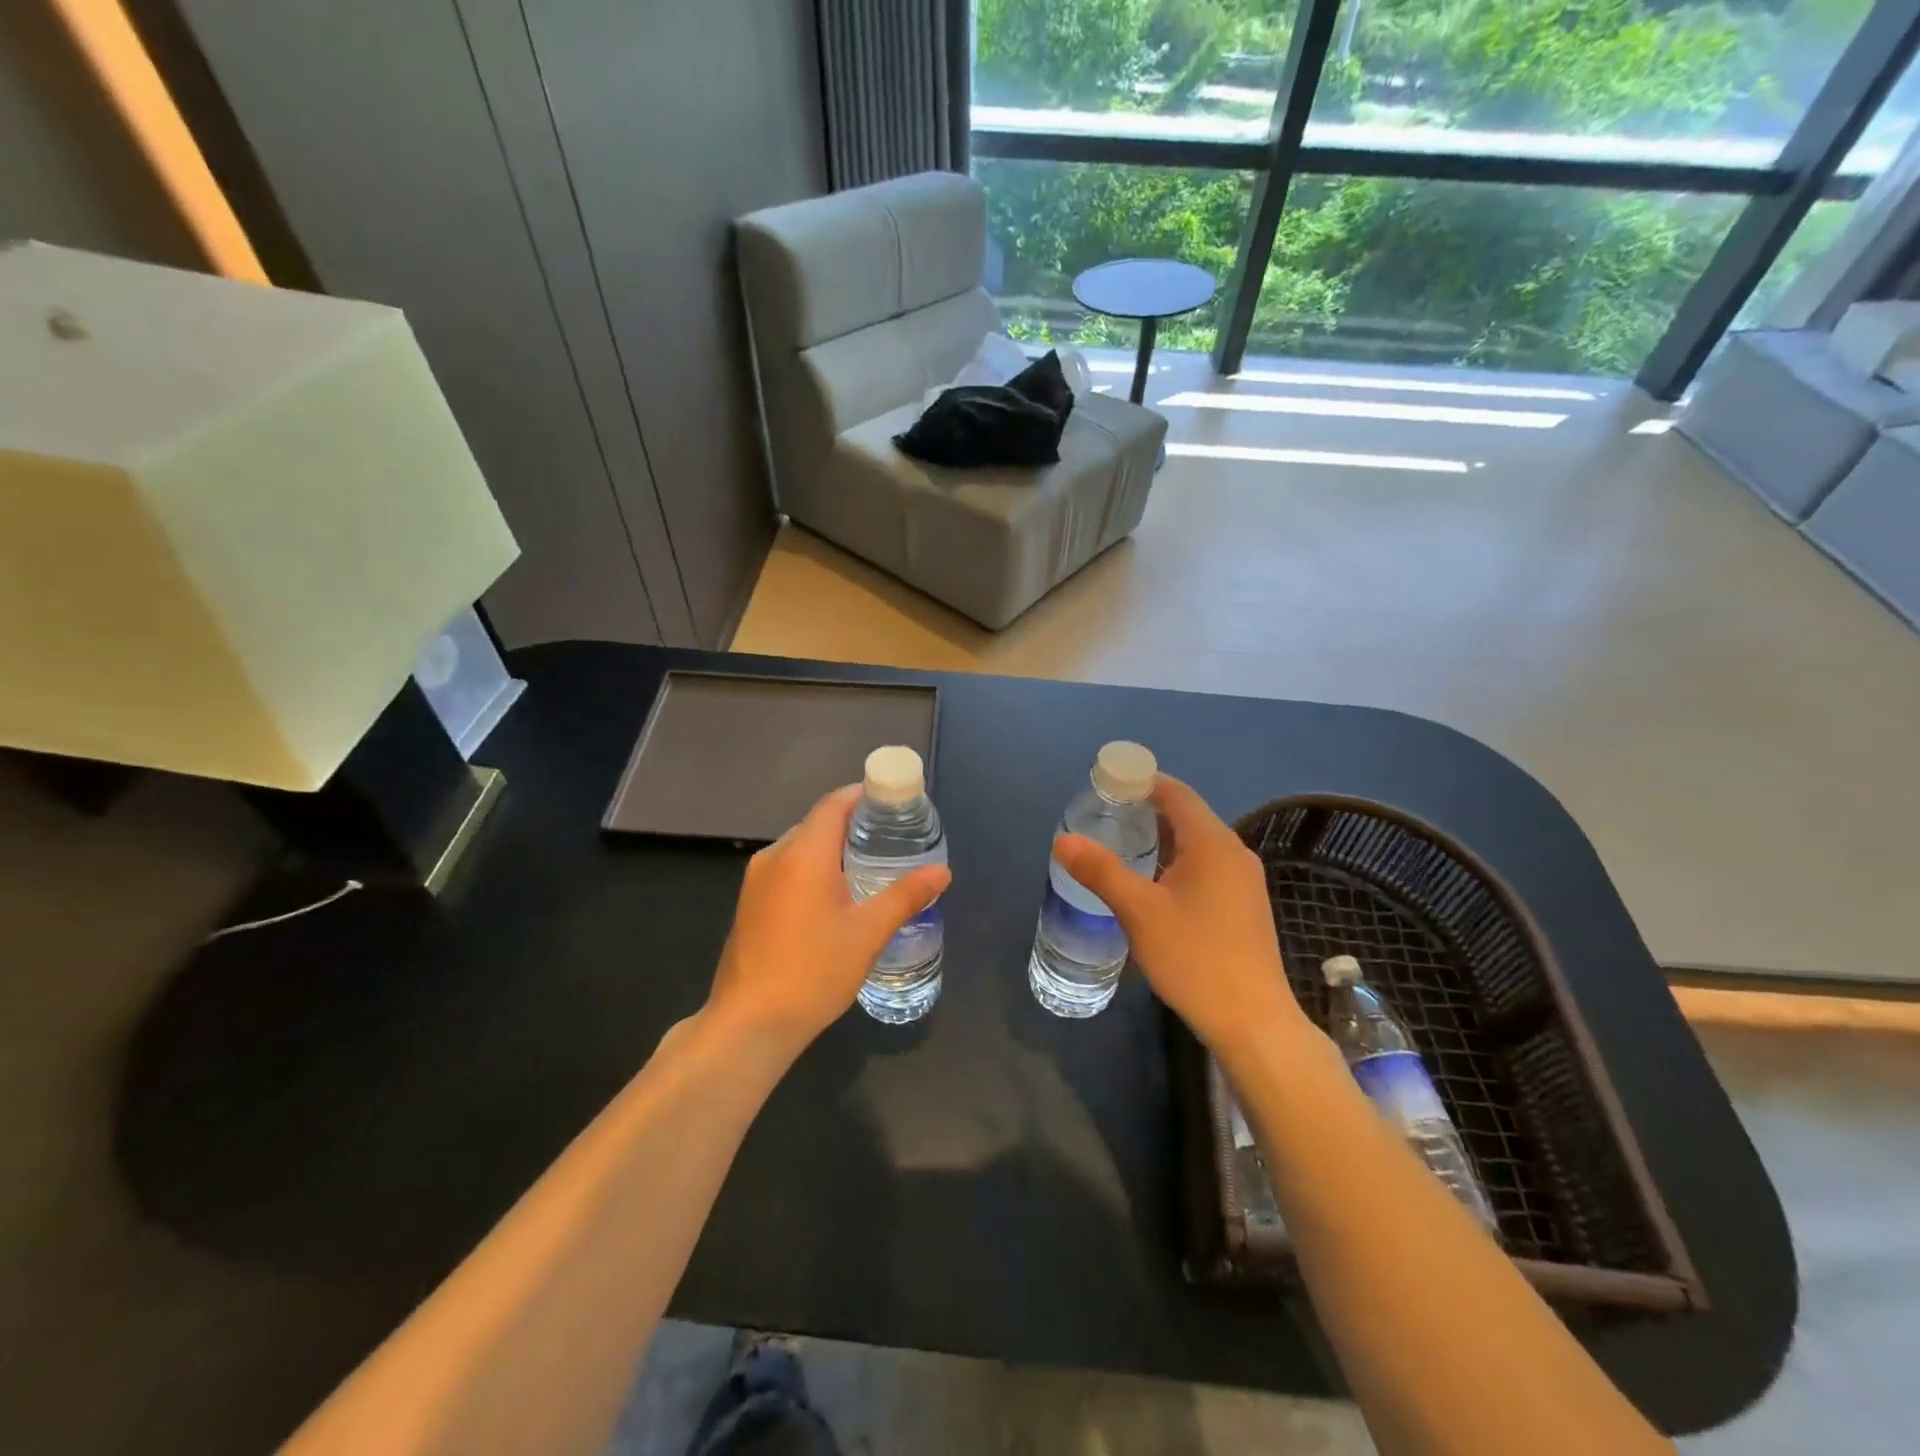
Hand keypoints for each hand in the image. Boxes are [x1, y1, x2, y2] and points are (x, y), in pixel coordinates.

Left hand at [705, 784, 950, 1054]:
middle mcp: (774, 857)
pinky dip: (813, 869)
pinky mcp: (749, 904)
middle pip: (817, 823)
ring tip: (868, 865)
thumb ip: (905, 896)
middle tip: (890, 837)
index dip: (862, 796)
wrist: (749, 1024)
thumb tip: (942, 872)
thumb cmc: (813, 971)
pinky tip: (835, 896)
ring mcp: (756, 882)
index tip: (892, 802)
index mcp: (803, 853)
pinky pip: (786, 870)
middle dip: (852, 824)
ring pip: (800, 848)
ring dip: (831, 849)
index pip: (833, 804)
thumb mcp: (868, 933)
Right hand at [1053, 774, 1308, 1057]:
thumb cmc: (1195, 958)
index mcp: (1213, 844)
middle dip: (1147, 810)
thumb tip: (1063, 840)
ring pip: (1198, 844)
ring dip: (1162, 838)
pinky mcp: (1244, 907)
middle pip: (1188, 815)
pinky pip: (1207, 867)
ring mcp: (1244, 882)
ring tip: (1122, 846)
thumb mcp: (1139, 912)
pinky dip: (1177, 861)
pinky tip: (1154, 884)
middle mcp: (1234, 854)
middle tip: (1105, 816)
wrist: (1253, 1023)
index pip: (1176, 793)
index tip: (1107, 784)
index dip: (1142, 781)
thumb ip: (1100, 871)